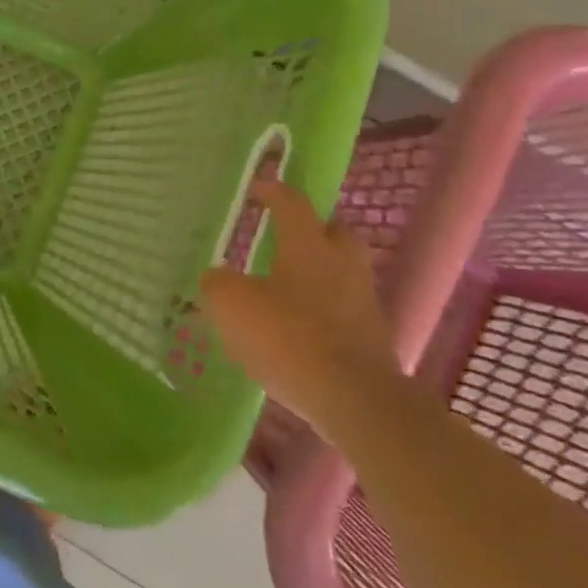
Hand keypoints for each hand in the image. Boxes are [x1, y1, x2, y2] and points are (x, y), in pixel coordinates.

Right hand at [198, 181, 398, 437]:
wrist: (355, 399)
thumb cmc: (288, 336)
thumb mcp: (230, 305)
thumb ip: (216, 284)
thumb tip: (217, 277)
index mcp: (308, 245)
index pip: (292, 203)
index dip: (272, 191)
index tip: (257, 188)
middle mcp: (341, 264)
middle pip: (333, 232)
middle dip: (312, 229)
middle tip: (284, 235)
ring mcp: (362, 301)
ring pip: (341, 270)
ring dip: (318, 270)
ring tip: (286, 284)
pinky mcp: (371, 337)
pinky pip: (343, 307)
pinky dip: (322, 307)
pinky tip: (298, 324)